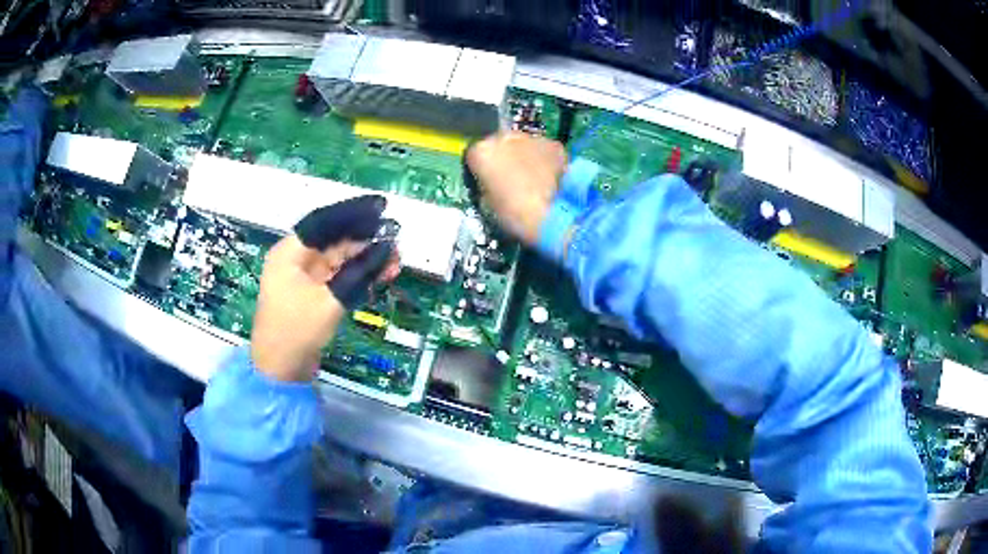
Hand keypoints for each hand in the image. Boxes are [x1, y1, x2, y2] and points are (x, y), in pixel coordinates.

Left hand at [250, 196, 399, 381]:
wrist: (280, 370)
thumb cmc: (297, 330)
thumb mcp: (330, 300)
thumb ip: (359, 273)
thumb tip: (386, 250)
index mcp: (290, 253)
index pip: (324, 222)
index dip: (353, 213)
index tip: (381, 207)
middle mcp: (296, 259)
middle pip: (334, 240)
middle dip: (365, 240)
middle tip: (395, 241)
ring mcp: (304, 278)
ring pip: (339, 259)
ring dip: (365, 259)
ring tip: (394, 262)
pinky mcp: (312, 294)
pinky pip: (338, 277)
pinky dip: (357, 276)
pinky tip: (379, 276)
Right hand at [466, 132, 566, 244]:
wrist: (553, 214)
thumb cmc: (513, 214)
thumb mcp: (487, 202)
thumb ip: (487, 184)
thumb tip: (494, 181)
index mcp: (481, 151)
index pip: (474, 154)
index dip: (481, 169)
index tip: (487, 180)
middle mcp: (504, 137)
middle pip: (500, 144)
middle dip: (505, 158)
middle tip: (512, 178)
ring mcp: (532, 138)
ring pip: (524, 145)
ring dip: (526, 157)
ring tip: (534, 179)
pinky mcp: (555, 145)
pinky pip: (545, 151)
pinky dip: (546, 161)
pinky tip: (551, 179)